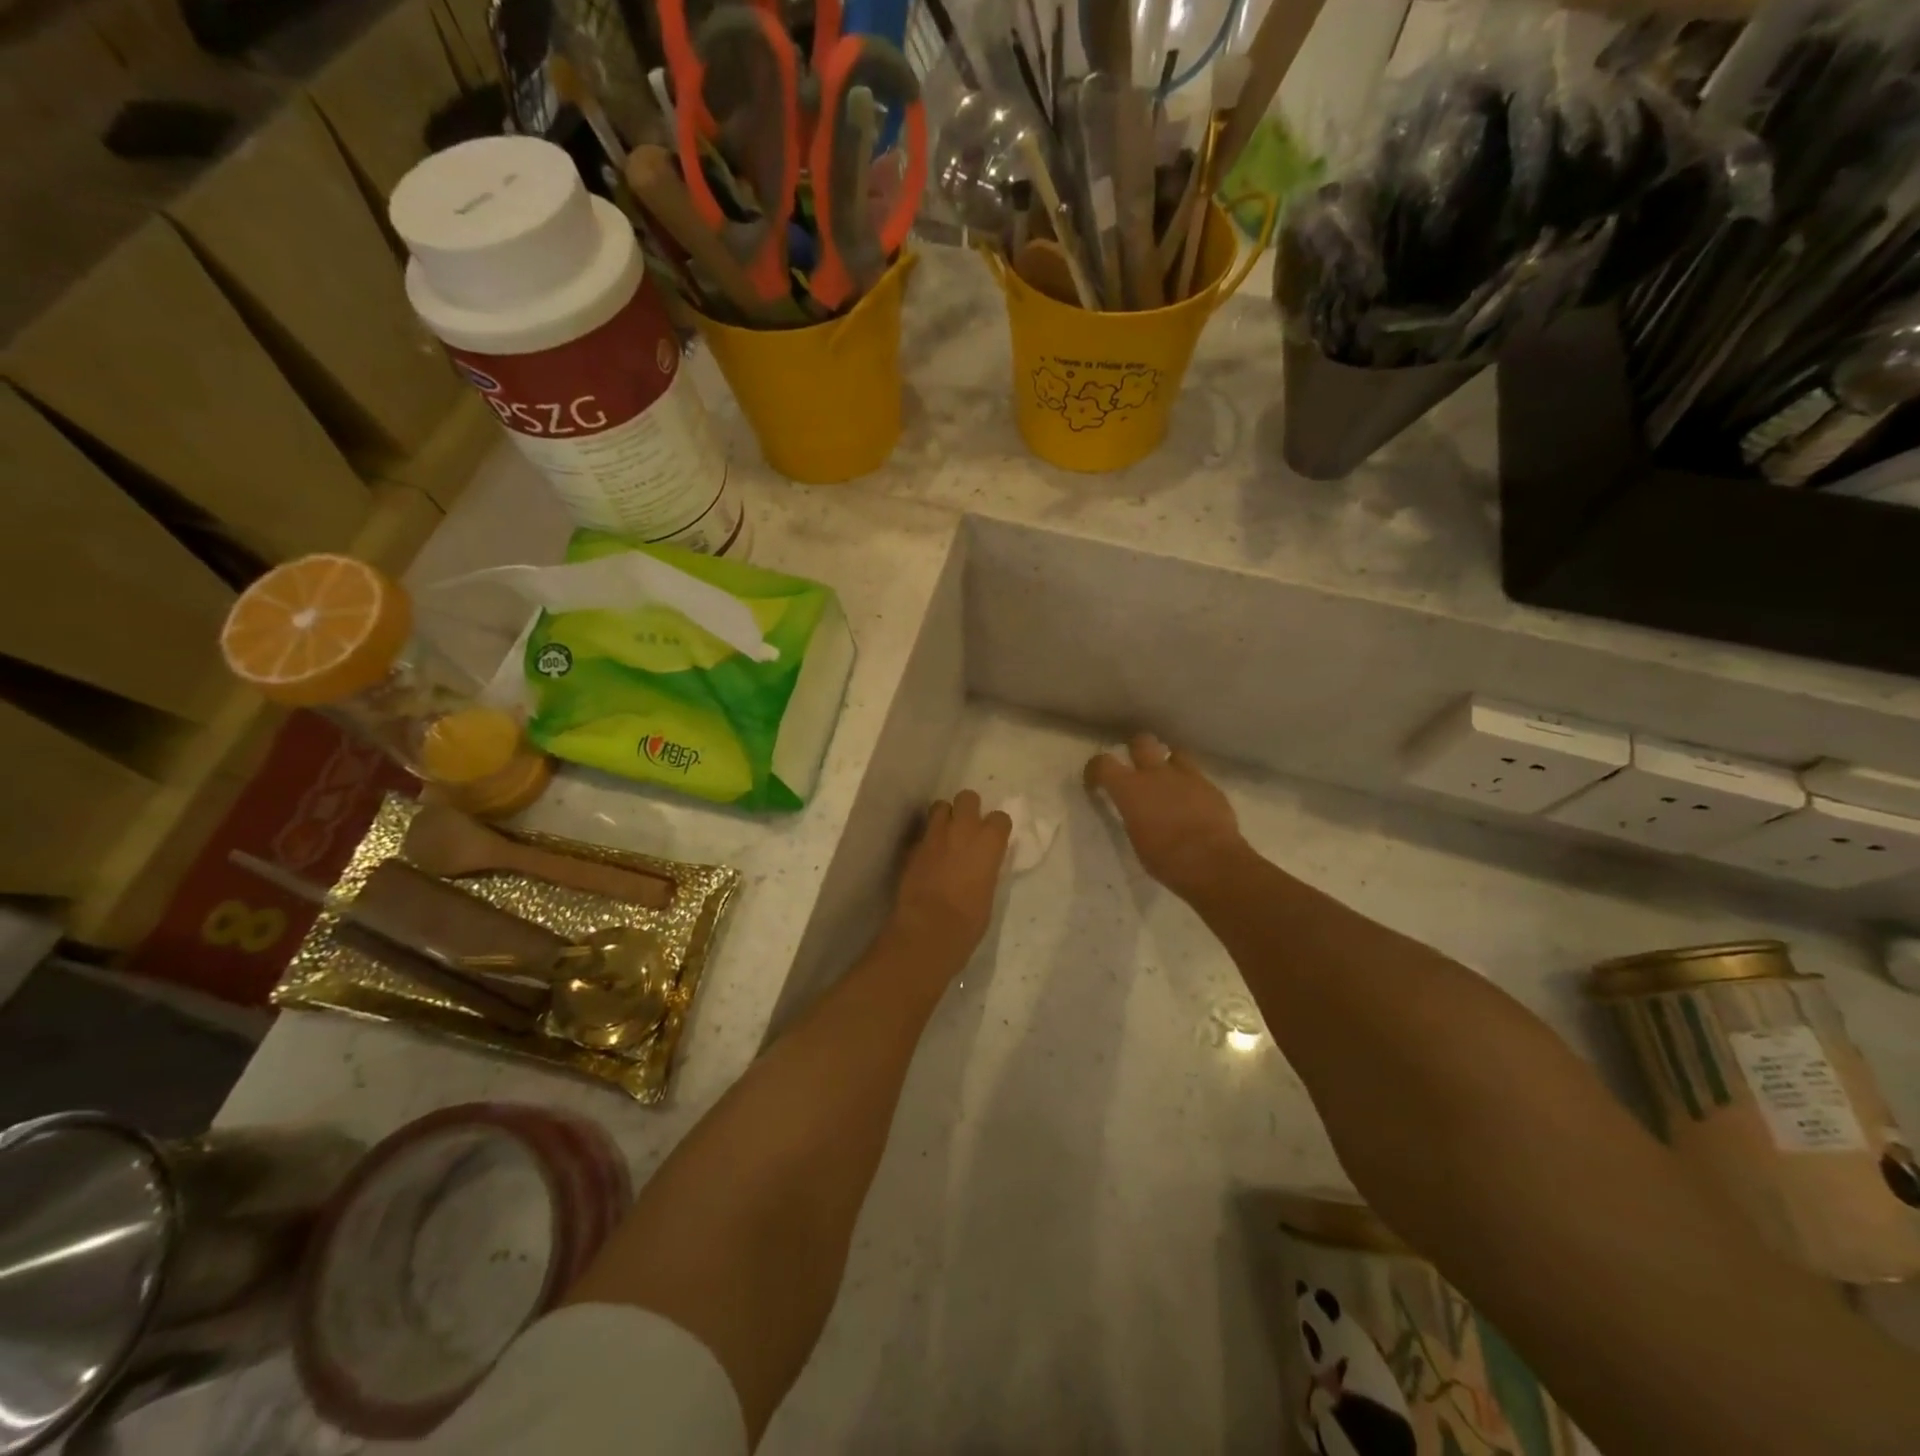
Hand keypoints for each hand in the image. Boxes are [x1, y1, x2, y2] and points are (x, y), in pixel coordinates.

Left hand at [889, 790, 1011, 960]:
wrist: (930, 928)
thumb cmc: (970, 919)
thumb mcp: (989, 889)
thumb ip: (986, 866)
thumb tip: (980, 863)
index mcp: (989, 842)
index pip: (1000, 818)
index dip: (997, 827)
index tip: (994, 838)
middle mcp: (963, 829)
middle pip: (967, 797)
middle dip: (968, 808)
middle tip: (967, 827)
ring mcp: (934, 835)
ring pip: (940, 806)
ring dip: (944, 817)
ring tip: (945, 835)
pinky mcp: (913, 847)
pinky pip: (922, 833)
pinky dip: (927, 839)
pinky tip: (928, 856)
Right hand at [1085, 734, 1247, 899]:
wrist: (1211, 862)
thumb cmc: (1165, 859)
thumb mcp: (1136, 839)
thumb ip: (1134, 816)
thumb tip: (1137, 812)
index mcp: (1130, 789)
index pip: (1103, 763)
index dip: (1095, 769)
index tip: (1096, 781)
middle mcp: (1156, 774)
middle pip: (1142, 742)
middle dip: (1137, 749)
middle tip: (1137, 767)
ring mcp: (1187, 777)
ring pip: (1176, 752)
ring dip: (1169, 763)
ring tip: (1170, 780)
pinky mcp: (1211, 787)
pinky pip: (1198, 777)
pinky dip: (1191, 785)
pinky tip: (1194, 803)